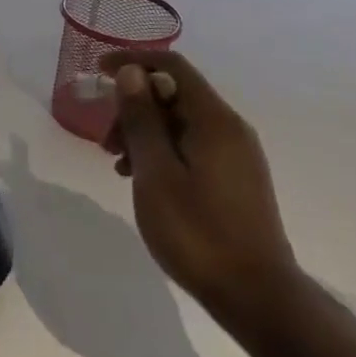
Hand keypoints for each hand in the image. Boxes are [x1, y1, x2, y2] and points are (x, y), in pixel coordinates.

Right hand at [100, 50, 300, 334]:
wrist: (256, 295)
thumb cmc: (198, 232)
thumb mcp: (156, 173)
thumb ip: (142, 119)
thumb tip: (132, 73)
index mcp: (214, 120)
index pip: (172, 67)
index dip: (133, 61)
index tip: (99, 71)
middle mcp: (230, 128)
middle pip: (175, 95)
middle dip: (133, 108)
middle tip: (105, 142)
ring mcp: (236, 155)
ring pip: (181, 124)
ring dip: (144, 134)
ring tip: (118, 167)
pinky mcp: (235, 179)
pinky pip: (192, 147)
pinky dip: (162, 153)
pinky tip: (143, 181)